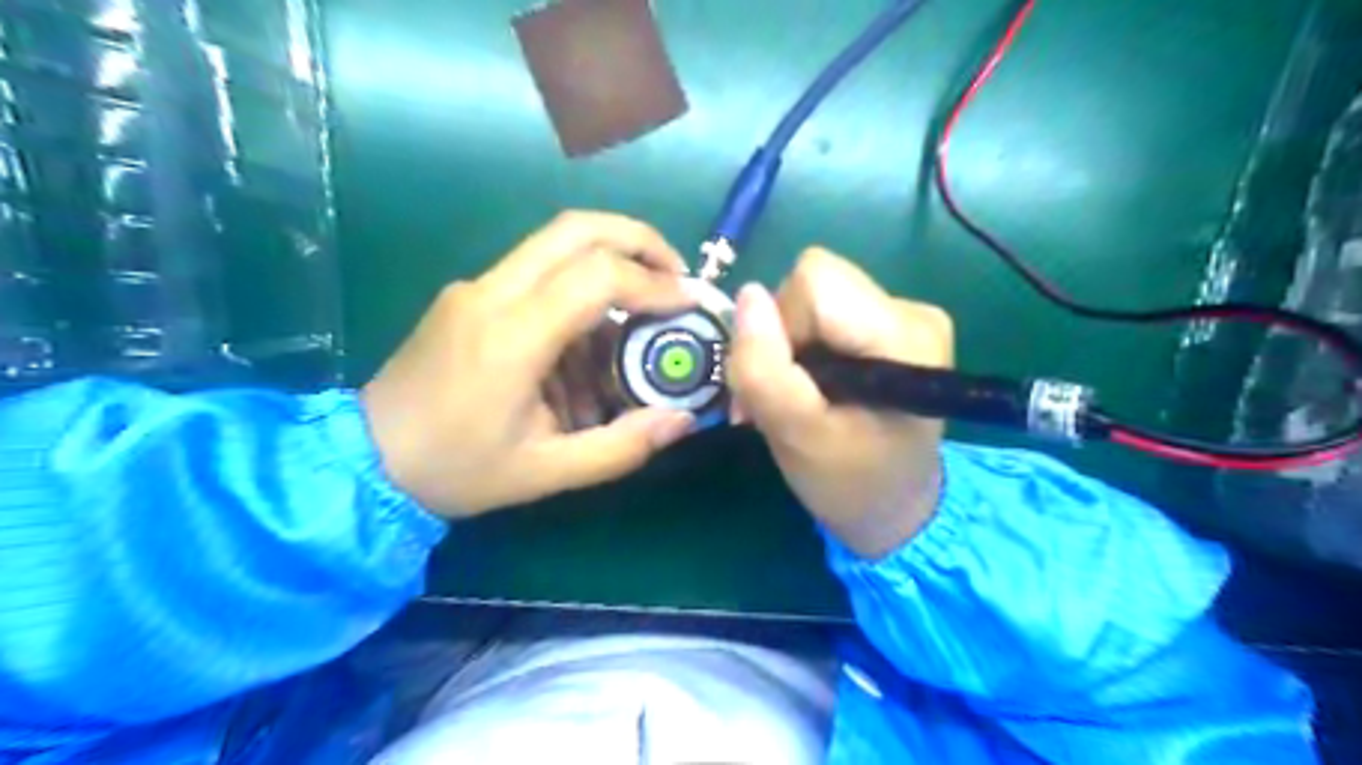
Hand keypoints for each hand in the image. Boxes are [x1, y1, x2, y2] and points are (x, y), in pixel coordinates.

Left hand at [358, 213, 694, 515]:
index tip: (690, 301)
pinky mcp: (469, 294)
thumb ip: (620, 447)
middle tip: (676, 274)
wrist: (364, 458)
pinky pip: (537, 271)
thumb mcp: (545, 472)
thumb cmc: (455, 470)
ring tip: (642, 310)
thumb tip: (683, 420)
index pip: (597, 275)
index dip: (654, 281)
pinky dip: (579, 287)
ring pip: (556, 241)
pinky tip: (590, 339)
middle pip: (577, 228)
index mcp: (511, 337)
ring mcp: (475, 286)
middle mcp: (492, 293)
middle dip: (639, 240)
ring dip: (610, 262)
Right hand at [730, 247, 949, 558]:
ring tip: (795, 397)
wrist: (895, 507)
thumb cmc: (850, 483)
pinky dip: (804, 347)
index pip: (814, 281)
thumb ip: (764, 368)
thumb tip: (747, 294)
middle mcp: (912, 310)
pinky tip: (813, 387)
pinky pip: (825, 312)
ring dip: (787, 346)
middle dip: (781, 336)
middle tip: (781, 396)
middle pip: (812, 283)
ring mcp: (906, 314)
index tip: (785, 380)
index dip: (782, 324)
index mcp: (903, 334)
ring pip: (812, 297)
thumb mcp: (796, 435)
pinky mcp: (891, 324)